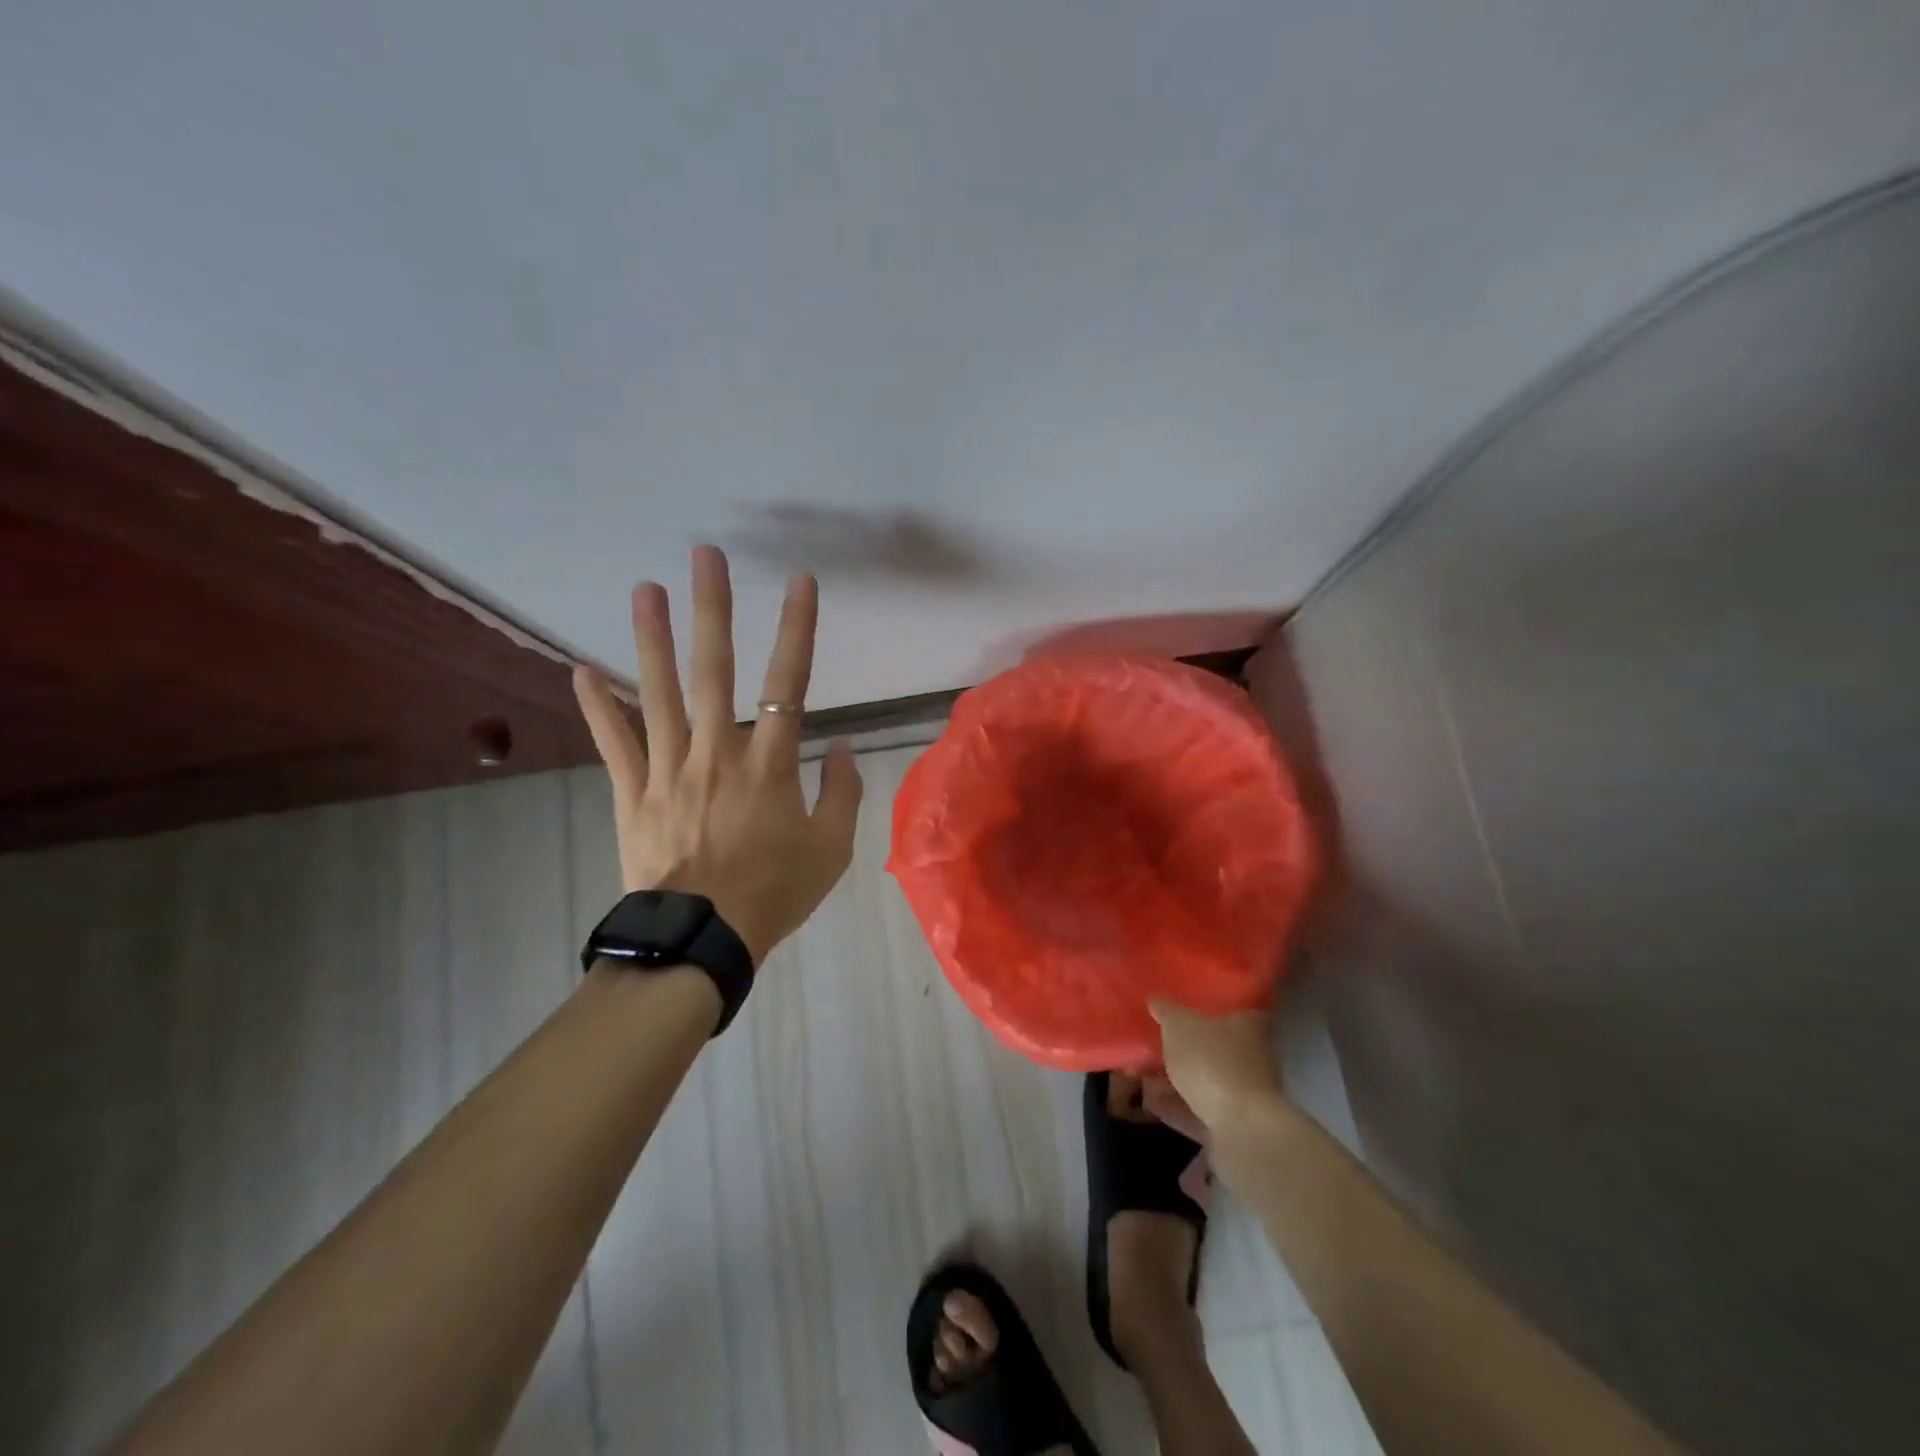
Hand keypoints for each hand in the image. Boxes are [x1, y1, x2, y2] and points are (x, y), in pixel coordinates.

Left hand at [572, 545, 863, 964]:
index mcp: (769, 765)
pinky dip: (597, 708)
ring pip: (659, 695)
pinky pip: (614, 745)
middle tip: (706, 556)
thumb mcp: (831, 850)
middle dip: (713, 610)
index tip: (800, 583)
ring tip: (644, 589)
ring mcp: (669, 771)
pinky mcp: (633, 794)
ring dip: (652, 640)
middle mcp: (717, 753)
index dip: (797, 629)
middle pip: (715, 671)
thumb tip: (843, 748)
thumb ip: (841, 793)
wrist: (702, 942)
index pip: (790, 684)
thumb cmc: (774, 893)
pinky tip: (580, 669)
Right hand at [1146, 998, 1284, 1136]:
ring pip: (1206, 1081)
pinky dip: (1177, 1107)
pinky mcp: (1235, 1127)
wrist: (1242, 1131)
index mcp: (1248, 1026)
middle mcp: (1253, 1058)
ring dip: (1177, 1080)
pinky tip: (1150, 1102)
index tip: (1183, 1008)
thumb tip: (1156, 998)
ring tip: (1144, 1075)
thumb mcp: (1179, 1026)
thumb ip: (1166, 1010)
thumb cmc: (1213, 1063)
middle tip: (1155, 1042)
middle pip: (1216, 1047)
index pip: (1231, 1009)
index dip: (1207, 1007)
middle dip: (1186, 1047)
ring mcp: (1246, 1095)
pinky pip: (1199, 1112)